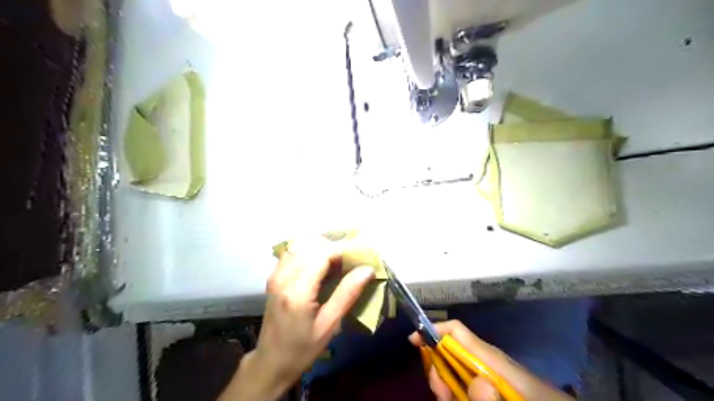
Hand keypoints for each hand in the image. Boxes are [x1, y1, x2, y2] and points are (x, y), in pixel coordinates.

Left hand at [221, 237, 376, 400]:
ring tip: (339, 259)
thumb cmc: (302, 349)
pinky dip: (310, 249)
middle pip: (312, 245)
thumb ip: (347, 294)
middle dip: (335, 246)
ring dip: (322, 246)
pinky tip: (321, 261)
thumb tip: (367, 269)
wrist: (270, 362)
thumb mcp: (329, 326)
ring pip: (301, 244)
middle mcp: (283, 276)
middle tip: (353, 258)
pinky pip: (293, 251)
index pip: (323, 254)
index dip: (344, 248)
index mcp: (297, 291)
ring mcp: (275, 274)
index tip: (362, 252)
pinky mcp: (274, 275)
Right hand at [407, 320, 571, 400]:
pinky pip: (465, 384)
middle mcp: (486, 362)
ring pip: (454, 370)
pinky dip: (456, 391)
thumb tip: (476, 384)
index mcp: (492, 358)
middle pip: (450, 351)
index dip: (433, 330)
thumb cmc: (538, 400)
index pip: (457, 331)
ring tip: (449, 399)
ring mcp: (488, 376)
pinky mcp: (490, 386)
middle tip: (441, 394)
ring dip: (445, 384)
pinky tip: (457, 399)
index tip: (413, 342)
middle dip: (437, 367)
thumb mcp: (516, 399)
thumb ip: (495, 399)